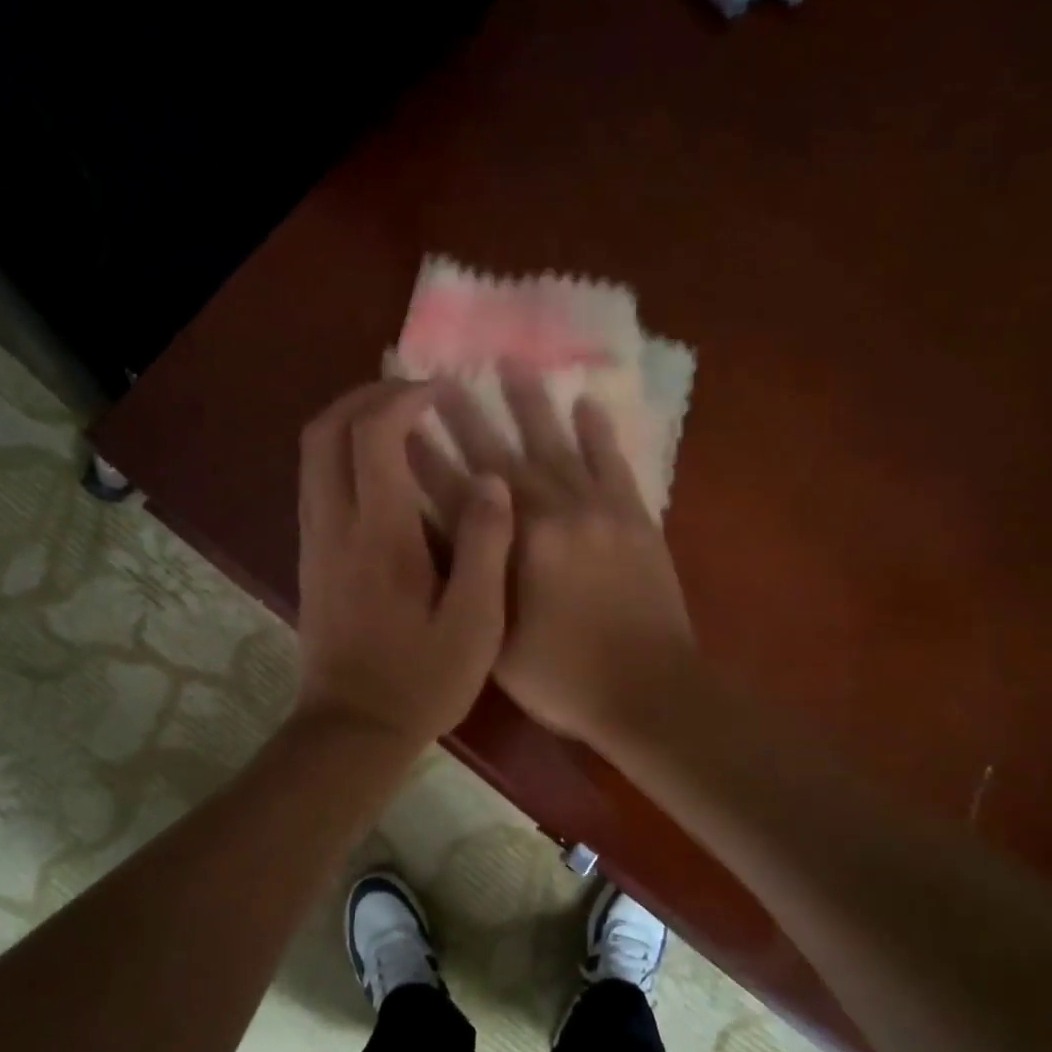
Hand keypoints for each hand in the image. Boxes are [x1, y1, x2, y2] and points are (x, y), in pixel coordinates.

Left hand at [293, 381, 513, 749]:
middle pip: (324, 431)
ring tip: (398, 422)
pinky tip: (380, 472)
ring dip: (348, 422)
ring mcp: (314, 541)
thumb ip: (486, 546)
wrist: (353, 729)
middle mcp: (335, 525)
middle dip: (364, 397)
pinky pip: (315, 482)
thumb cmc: (422, 680)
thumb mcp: (475, 622)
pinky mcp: (309, 559)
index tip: (440, 392)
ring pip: (311, 455)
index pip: (373, 435)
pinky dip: (340, 455)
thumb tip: (491, 480)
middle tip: (412, 395)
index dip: (403, 398)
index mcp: (380, 535)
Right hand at [416, 375, 696, 744]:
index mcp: (515, 546)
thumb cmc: (564, 677)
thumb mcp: (498, 640)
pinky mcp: (635, 517)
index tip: (401, 425)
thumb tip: (445, 538)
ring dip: (532, 405)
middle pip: (500, 457)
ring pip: (558, 445)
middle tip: (442, 379)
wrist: (650, 689)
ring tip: (512, 363)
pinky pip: (613, 463)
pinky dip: (599, 433)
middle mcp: (553, 514)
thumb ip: (473, 582)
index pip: (457, 493)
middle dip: (467, 418)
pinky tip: (586, 404)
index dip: (426, 459)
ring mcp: (599, 510)